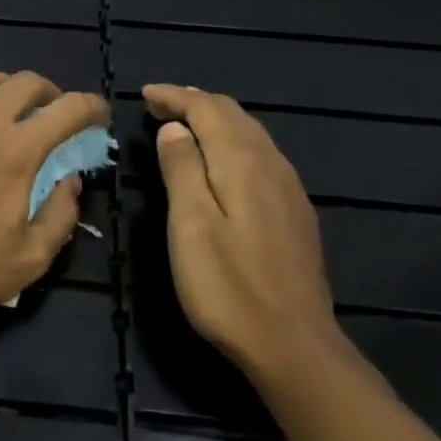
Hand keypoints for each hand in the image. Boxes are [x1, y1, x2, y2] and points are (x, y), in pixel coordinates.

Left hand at [0, 71, 108, 328]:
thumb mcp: (31, 258)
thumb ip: (62, 213)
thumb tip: (70, 180)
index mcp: (17, 149)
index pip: (68, 109)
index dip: (92, 107)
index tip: (100, 116)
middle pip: (26, 81)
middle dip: (51, 93)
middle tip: (54, 114)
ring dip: (8, 89)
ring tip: (11, 111)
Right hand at [143, 84, 337, 373]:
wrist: (295, 346)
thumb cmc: (228, 288)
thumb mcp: (190, 226)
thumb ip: (182, 170)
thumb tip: (174, 128)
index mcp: (242, 163)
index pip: (208, 109)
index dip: (175, 96)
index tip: (144, 93)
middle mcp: (271, 165)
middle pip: (233, 114)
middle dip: (195, 102)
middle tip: (159, 103)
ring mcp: (289, 189)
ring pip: (251, 133)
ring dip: (216, 119)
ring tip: (185, 122)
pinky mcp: (296, 212)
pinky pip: (262, 154)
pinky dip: (234, 141)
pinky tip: (223, 159)